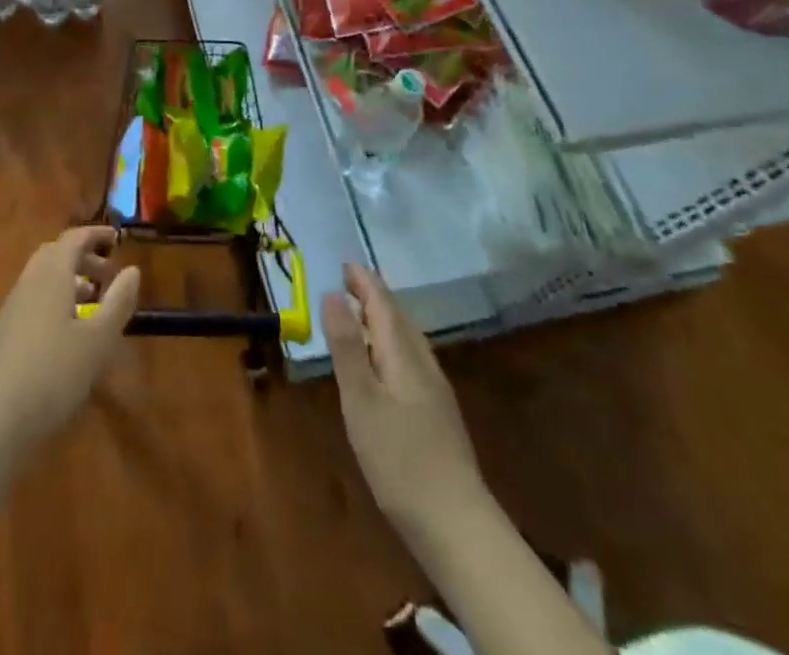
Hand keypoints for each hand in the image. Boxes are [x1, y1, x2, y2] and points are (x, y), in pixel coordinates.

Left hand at [0, 227, 138, 449]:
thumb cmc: (54, 373)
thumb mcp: (98, 340)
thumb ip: (118, 302)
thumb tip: (132, 270)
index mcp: (51, 275)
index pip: (73, 239)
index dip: (95, 235)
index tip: (116, 239)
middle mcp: (28, 282)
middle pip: (55, 255)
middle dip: (82, 258)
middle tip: (106, 274)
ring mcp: (11, 308)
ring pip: (42, 279)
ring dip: (68, 281)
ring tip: (92, 304)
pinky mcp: (2, 333)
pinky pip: (33, 300)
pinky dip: (54, 301)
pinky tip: (66, 334)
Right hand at [324, 263, 484, 537]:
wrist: (456, 526)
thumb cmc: (400, 459)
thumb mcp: (361, 401)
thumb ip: (347, 347)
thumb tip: (332, 294)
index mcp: (404, 355)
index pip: (383, 304)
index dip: (364, 282)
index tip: (345, 262)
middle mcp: (423, 365)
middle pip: (399, 318)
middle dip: (375, 295)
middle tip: (351, 279)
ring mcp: (435, 391)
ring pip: (408, 339)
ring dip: (386, 318)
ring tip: (365, 312)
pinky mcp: (437, 415)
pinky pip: (411, 359)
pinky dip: (393, 343)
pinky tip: (386, 362)